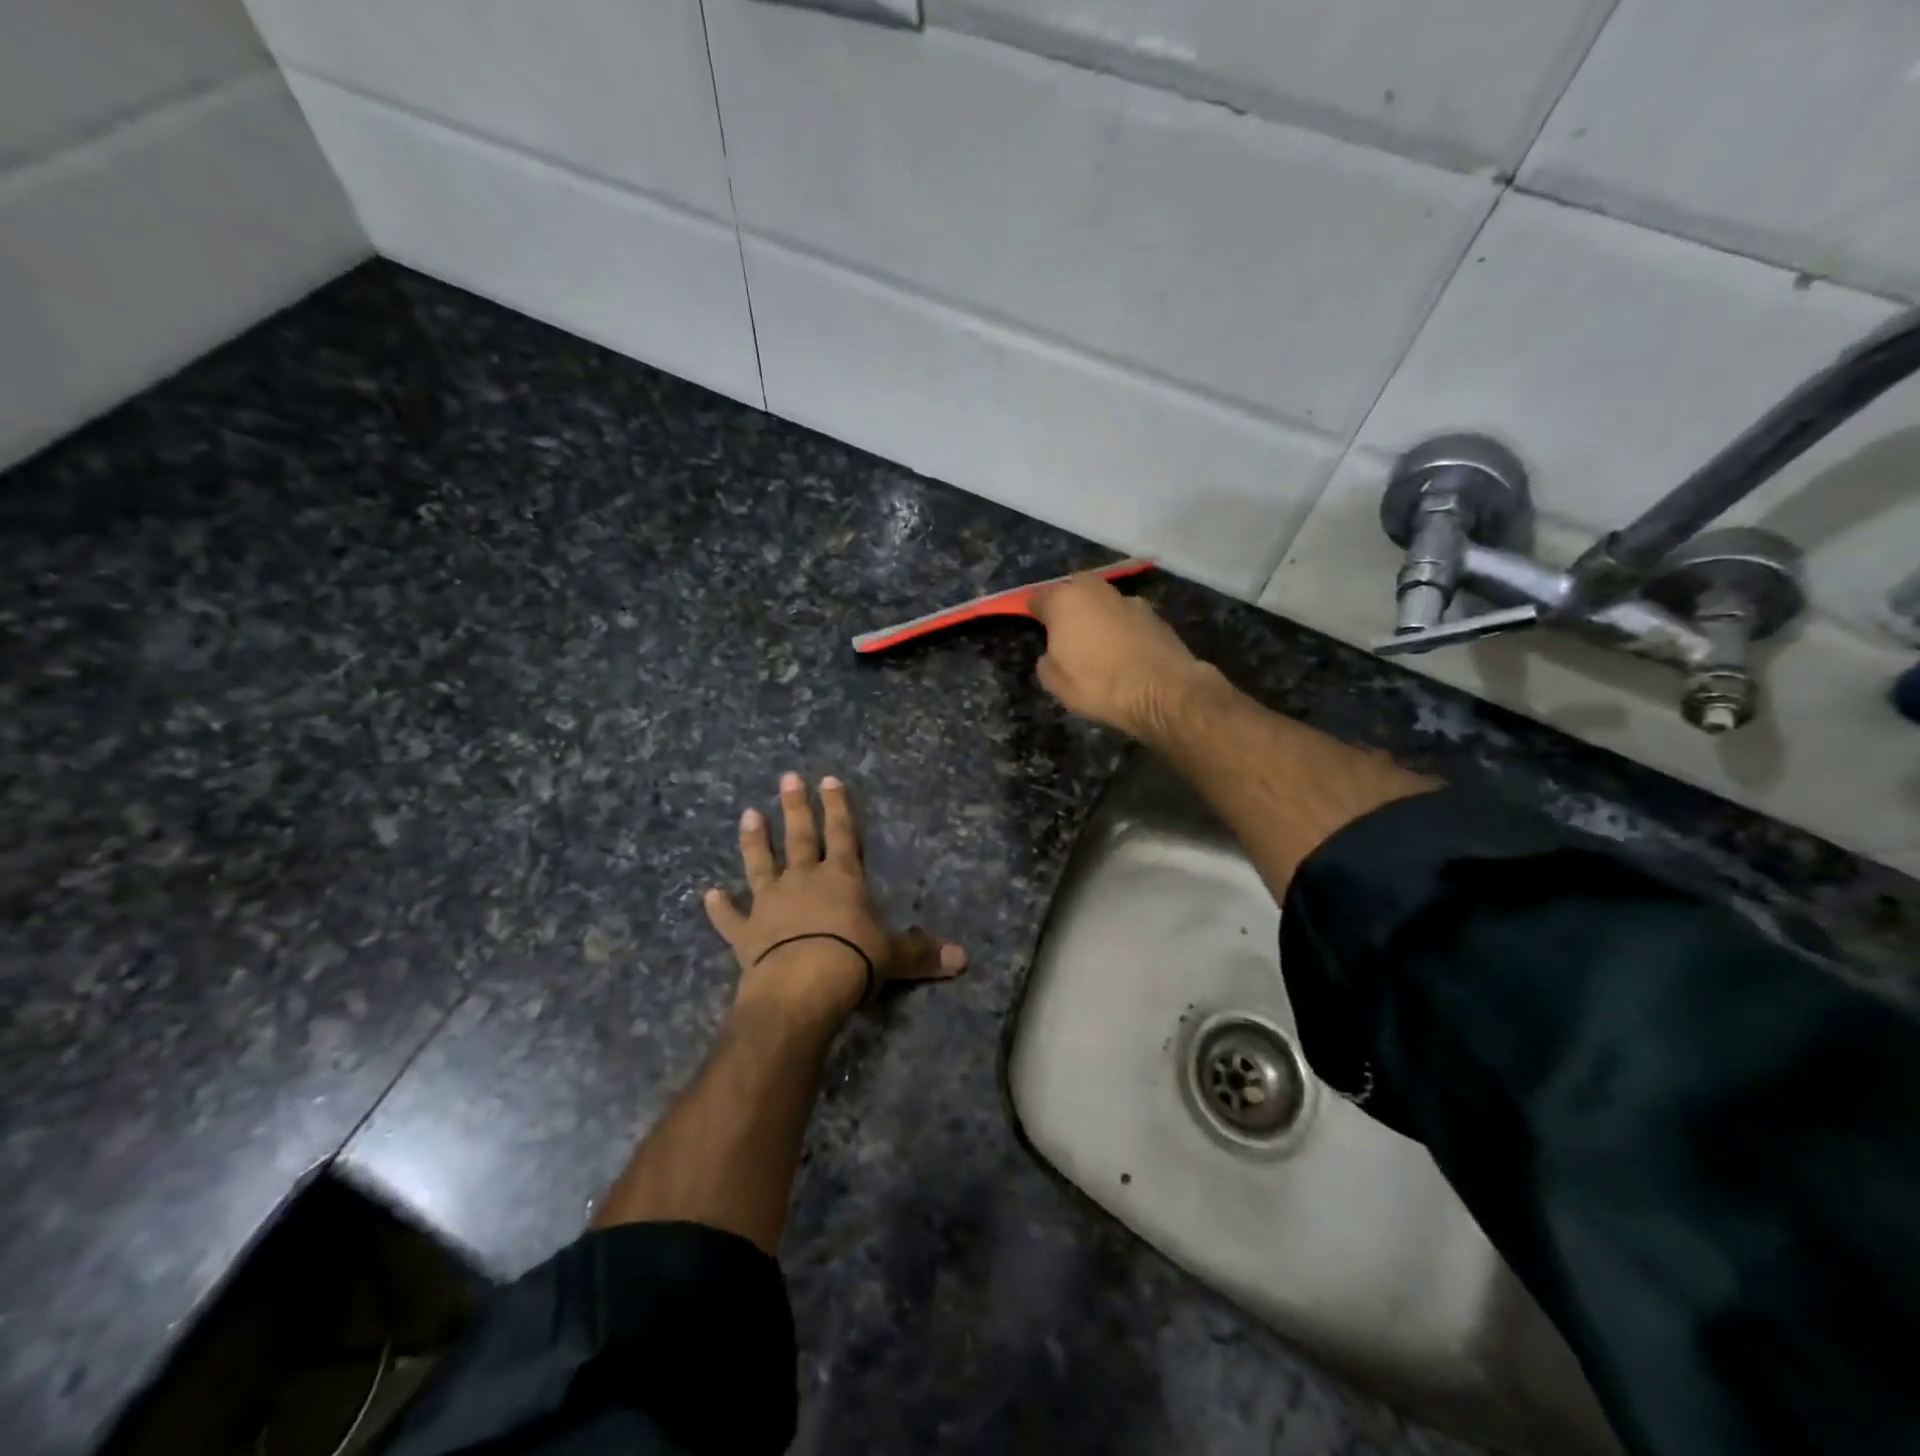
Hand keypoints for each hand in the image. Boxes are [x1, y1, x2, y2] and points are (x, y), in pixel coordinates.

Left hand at [705, 773, 965, 1028]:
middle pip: (800, 836)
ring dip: (754, 840)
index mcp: (842, 878)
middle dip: (796, 807)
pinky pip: (730, 917)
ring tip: (748, 814)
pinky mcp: (746, 932)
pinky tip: (707, 894)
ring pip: (760, 863)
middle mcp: (804, 880)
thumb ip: (923, 953)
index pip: (843, 833)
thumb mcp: (894, 956)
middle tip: (787, 778)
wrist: (802, 985)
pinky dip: (719, 907)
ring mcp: (770, 903)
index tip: (829, 779)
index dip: (838, 806)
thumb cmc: (853, 960)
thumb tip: (963, 959)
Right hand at [1029, 573, 1223, 740]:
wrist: (1163, 690)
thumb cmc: (1099, 685)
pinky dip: (1122, 628)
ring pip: (1104, 602)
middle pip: (1075, 589)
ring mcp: (1129, 600)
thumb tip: (1053, 653)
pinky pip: (1127, 618)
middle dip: (1069, 604)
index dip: (1034, 611)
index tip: (1034, 624)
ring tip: (1098, 643)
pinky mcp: (1155, 615)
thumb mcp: (1055, 683)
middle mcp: (1096, 590)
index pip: (1039, 598)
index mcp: (1064, 601)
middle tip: (1066, 630)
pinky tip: (1125, 651)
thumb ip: (1047, 661)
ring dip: (1098, 615)